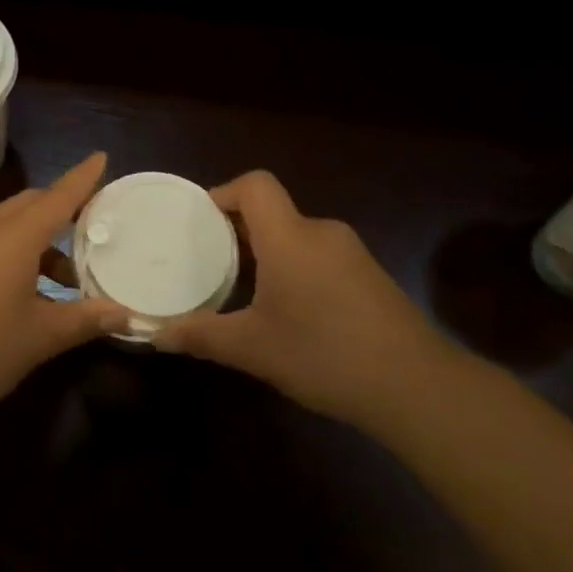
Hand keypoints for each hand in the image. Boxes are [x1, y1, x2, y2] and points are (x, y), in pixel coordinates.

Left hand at [0, 153, 127, 417]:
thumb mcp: (40, 336)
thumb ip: (84, 320)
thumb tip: (126, 314)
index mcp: (16, 236)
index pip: (59, 196)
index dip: (83, 177)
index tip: (102, 157)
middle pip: (33, 204)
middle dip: (64, 208)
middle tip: (95, 226)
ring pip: (14, 226)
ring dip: (44, 240)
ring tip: (71, 279)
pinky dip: (23, 255)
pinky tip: (34, 295)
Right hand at [157, 171, 446, 427]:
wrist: (416, 386)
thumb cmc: (324, 354)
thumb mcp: (253, 349)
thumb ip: (201, 335)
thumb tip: (156, 335)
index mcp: (289, 237)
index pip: (255, 185)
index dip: (224, 192)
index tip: (201, 221)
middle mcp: (321, 232)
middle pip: (273, 212)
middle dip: (239, 231)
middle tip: (211, 262)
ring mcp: (352, 253)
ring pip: (297, 237)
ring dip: (269, 254)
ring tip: (246, 290)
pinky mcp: (371, 276)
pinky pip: (320, 256)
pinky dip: (296, 269)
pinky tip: (292, 313)